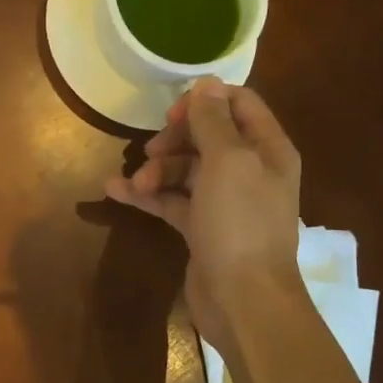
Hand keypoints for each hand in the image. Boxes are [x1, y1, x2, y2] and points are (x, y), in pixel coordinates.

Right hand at [105, 77, 302, 353]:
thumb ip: (213, 120)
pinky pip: (171, 200)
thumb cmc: (240, 223)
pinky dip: (147, 195)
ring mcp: (224, 201)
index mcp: (267, 149)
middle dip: (174, 140)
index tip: (172, 114)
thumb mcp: (228, 162)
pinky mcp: (201, 227)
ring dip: (156, 170)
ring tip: (136, 185)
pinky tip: (115, 192)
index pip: (239, 105)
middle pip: (207, 137)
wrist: (243, 299)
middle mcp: (249, 170)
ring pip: (185, 170)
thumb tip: (206, 82)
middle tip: (151, 151)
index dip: (204, 102)